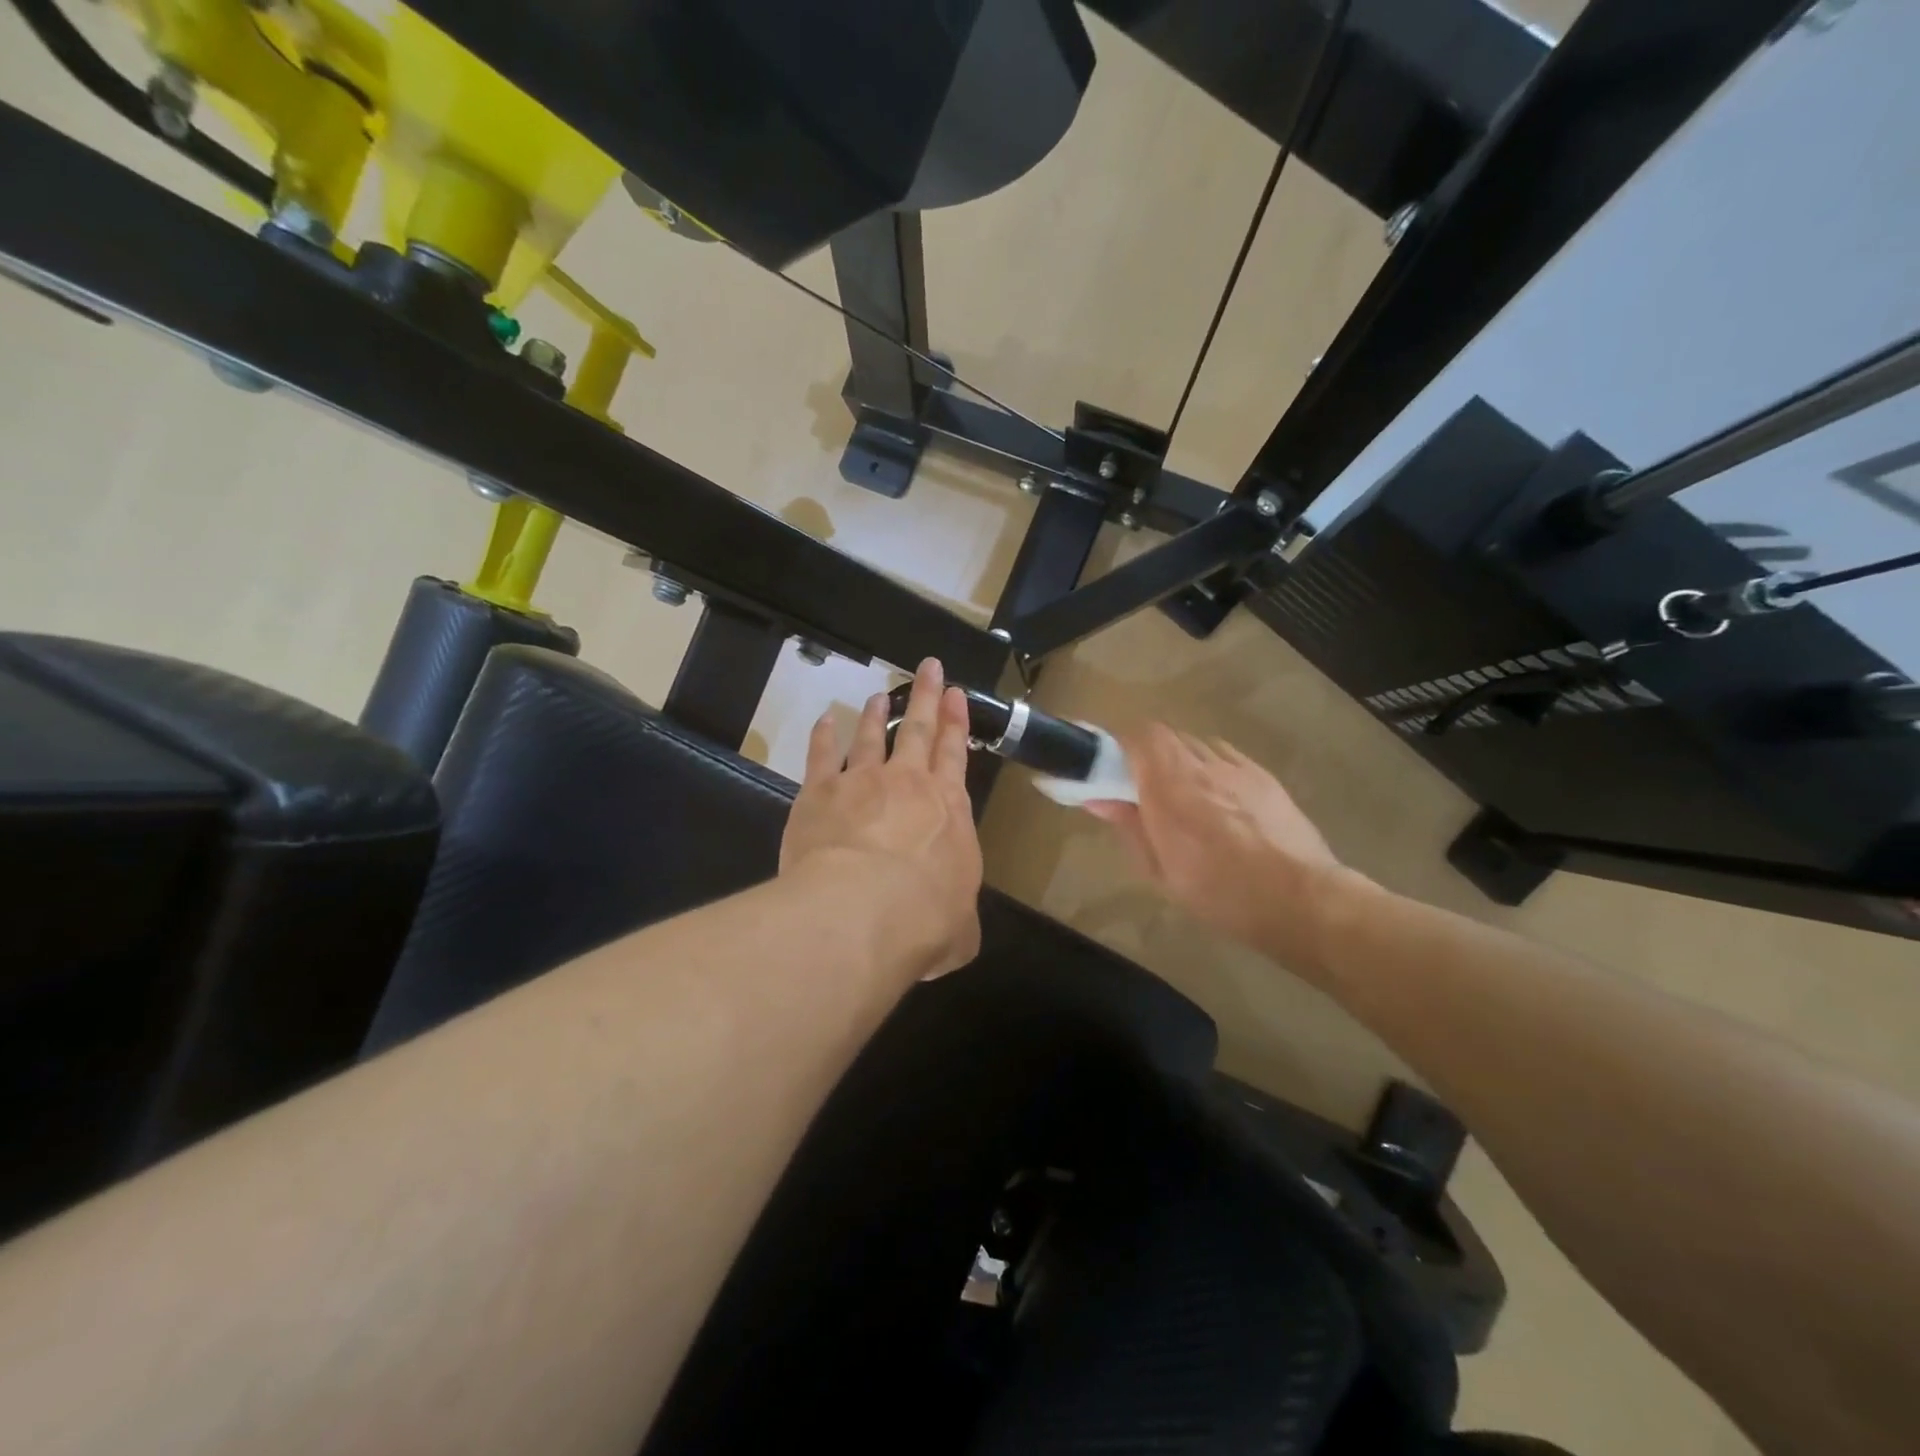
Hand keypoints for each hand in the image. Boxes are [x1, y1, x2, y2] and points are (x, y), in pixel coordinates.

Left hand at [781, 659, 983, 981]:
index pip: (956, 755)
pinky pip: (823, 756)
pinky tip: (826, 720)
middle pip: (920, 731)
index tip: (955, 693)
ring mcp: (862, 783)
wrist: (862, 912)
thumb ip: (957, 919)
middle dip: (926, 697)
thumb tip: (954, 927)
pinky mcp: (819, 793)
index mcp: (948, 809)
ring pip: (872, 737)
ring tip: (881, 695)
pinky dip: (825, 736)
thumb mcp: (960, 930)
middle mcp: (908, 784)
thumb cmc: (925, 921)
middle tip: (928, 667)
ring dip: (878, 714)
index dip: (957, 723)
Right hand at [1087, 725, 1353, 975]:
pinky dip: (1212, 766)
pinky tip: (1218, 797)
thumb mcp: (1160, 871)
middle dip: (1149, 754)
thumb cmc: (1219, 894)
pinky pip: (1228, 756)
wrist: (1299, 901)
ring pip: (1198, 745)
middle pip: (1167, 736)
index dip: (1121, 745)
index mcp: (1168, 787)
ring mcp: (1237, 768)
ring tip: (1184, 793)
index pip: (1138, 735)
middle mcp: (1201, 766)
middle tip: (1144, 786)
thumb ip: (1129, 827)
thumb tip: (1099, 799)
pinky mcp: (1265, 776)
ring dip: (1182, 760)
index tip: (1111, 768)